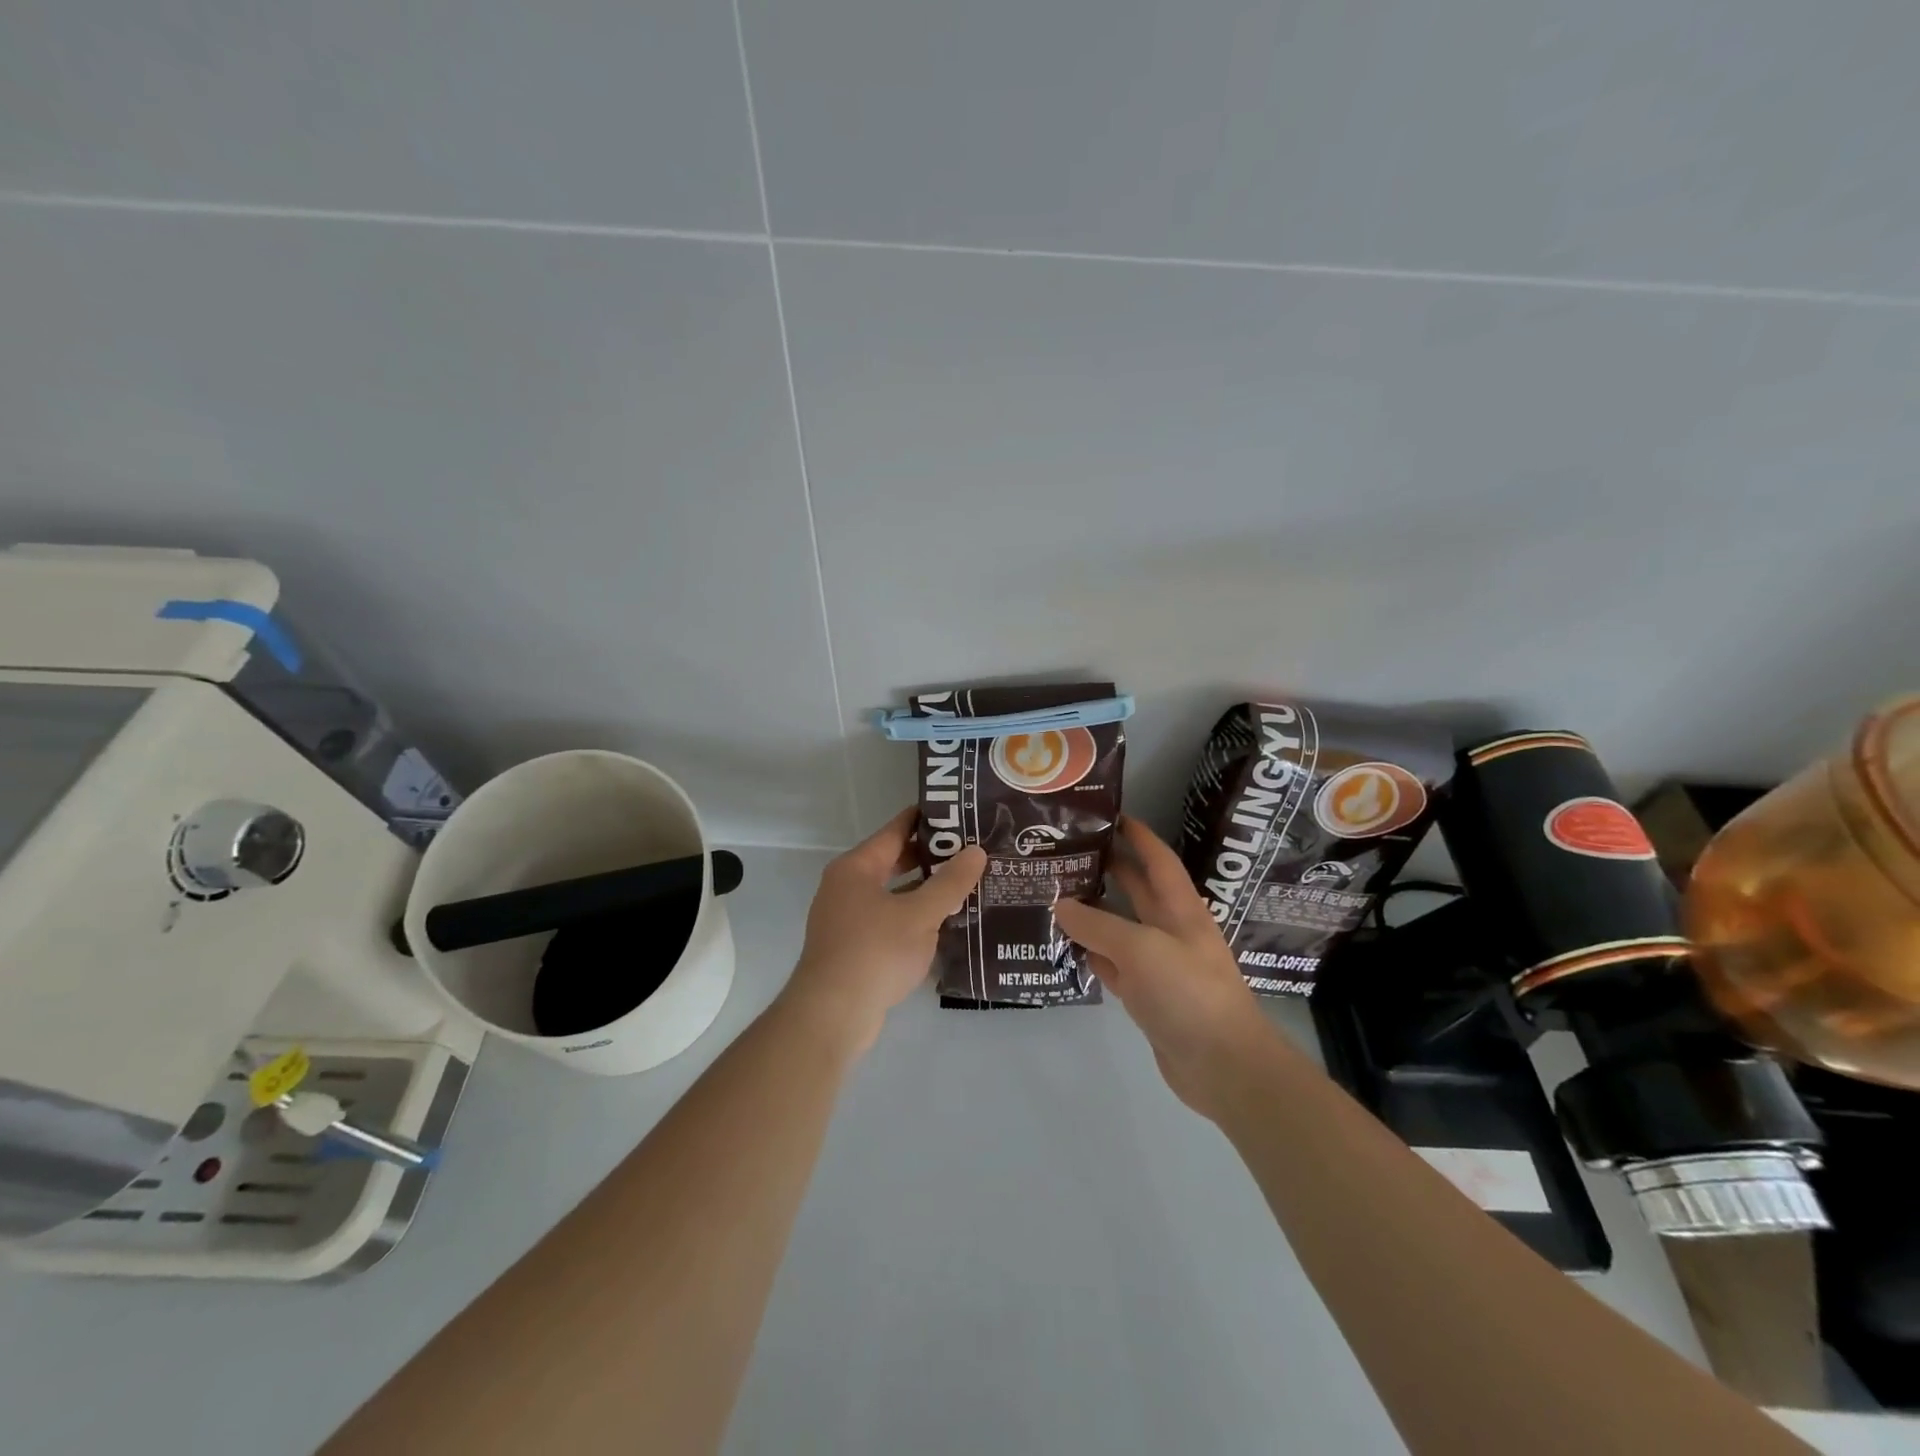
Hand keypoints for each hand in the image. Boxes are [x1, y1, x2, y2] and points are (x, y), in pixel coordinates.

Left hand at [784, 807, 987, 1054]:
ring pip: (893, 893)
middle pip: (894, 861)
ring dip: (924, 890)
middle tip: (971, 852)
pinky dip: (913, 917)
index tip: (960, 813)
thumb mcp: (920, 915)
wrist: (832, 1014)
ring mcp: (847, 918)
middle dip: (931, 857)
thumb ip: (950, 883)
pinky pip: (889, 920)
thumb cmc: (875, 952)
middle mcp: (847, 886)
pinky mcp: (853, 947)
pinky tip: (943, 925)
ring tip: (966, 886)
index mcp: (857, 867)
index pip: (896, 830)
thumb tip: (976, 851)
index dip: (927, 819)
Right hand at [1054, 817, 1280, 1118]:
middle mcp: (1170, 930)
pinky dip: (1092, 954)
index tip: (1110, 814)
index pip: (1158, 860)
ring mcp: (1158, 965)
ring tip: (1053, 893)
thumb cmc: (1188, 992)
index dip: (1138, 835)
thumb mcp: (1140, 949)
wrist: (1223, 1065)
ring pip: (1120, 928)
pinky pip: (1114, 965)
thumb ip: (1098, 925)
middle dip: (1108, 868)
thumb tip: (1060, 904)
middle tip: (1067, 851)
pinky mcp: (1147, 996)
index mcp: (1180, 909)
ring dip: (1093, 912)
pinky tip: (1066, 946)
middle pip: (1137, 890)